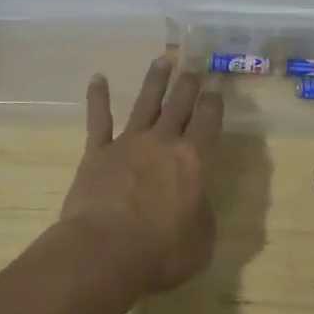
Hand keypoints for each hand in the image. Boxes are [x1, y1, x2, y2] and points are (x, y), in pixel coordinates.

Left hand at [60, 55, 223, 294]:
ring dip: (155, 81)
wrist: (104, 251)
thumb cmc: (161, 252)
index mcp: (193, 160)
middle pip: (179, 105)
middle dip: (188, 85)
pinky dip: (98, 98)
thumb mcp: (201, 240)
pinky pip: (98, 120)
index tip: (216, 91)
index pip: (208, 122)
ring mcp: (127, 143)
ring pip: (144, 103)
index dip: (214, 104)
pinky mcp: (97, 153)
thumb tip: (196, 201)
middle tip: (193, 69)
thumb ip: (202, 213)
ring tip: (162, 61)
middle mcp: (162, 142)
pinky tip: (98, 79)